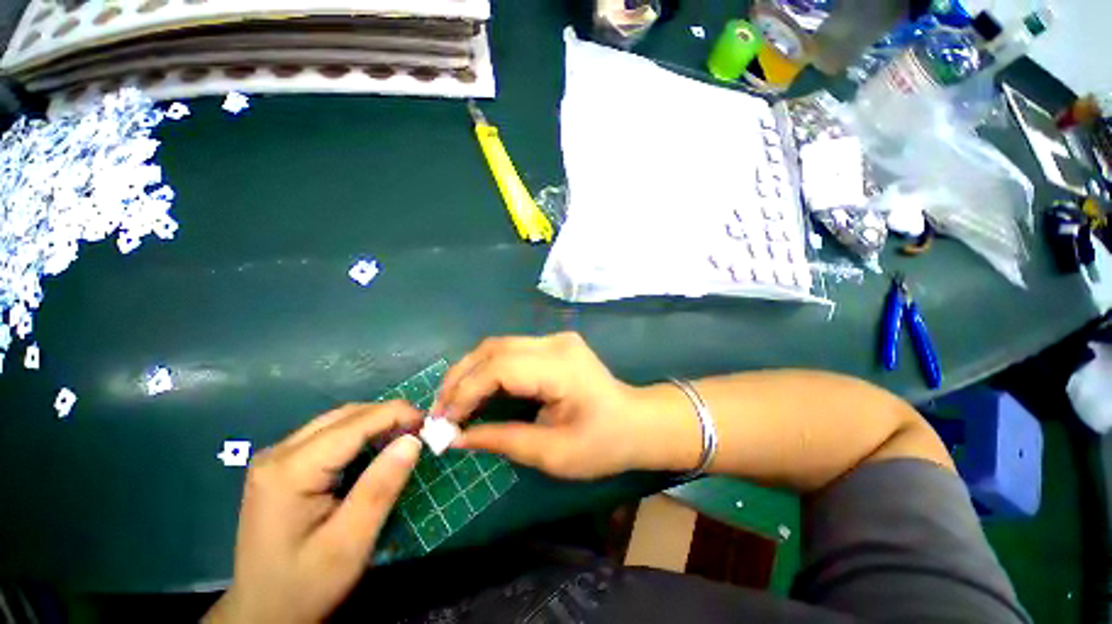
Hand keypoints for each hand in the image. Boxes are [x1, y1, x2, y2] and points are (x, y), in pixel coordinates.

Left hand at [205, 402, 422, 623]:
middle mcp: (278, 454)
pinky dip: (362, 434)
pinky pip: (330, 435)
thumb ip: (380, 488)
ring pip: (338, 421)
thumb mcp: (350, 543)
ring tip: (406, 436)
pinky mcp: (282, 466)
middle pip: (345, 416)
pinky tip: (378, 447)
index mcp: (289, 471)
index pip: (354, 424)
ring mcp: (277, 458)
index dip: (396, 415)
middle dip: (389, 415)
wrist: (263, 612)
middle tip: (422, 430)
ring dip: (377, 422)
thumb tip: (413, 440)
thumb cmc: (306, 584)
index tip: (430, 423)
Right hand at [432, 332, 700, 478]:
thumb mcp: (552, 453)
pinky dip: (488, 369)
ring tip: (454, 401)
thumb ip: (501, 440)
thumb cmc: (603, 444)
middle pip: (494, 348)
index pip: (500, 368)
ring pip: (499, 345)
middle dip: (461, 378)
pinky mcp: (554, 344)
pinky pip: (511, 350)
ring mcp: (556, 339)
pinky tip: (479, 389)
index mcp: (561, 367)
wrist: (636, 422)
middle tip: (441, 410)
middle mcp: (556, 343)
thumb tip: (456, 437)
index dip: (466, 392)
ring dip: (471, 371)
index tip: (444, 421)